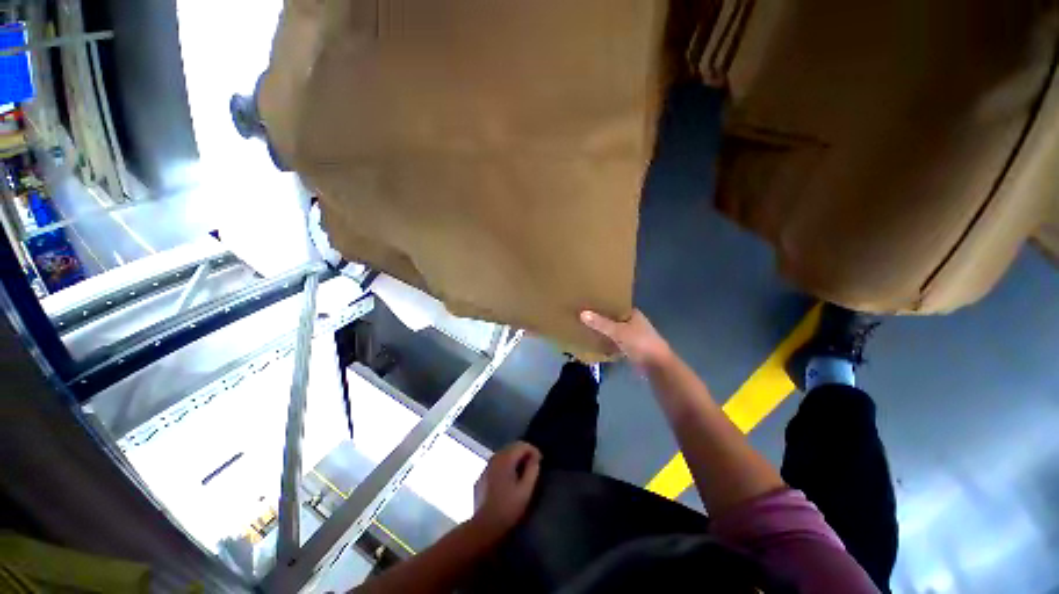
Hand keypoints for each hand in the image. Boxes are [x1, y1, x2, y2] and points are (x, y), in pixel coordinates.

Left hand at [470, 442, 541, 541]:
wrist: (487, 523)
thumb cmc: (510, 506)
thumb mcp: (526, 489)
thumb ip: (532, 470)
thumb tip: (535, 458)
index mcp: (503, 461)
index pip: (520, 445)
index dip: (533, 450)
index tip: (540, 462)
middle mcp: (491, 461)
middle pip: (509, 449)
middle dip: (523, 454)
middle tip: (534, 468)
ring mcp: (484, 470)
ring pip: (500, 458)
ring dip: (513, 461)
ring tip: (523, 475)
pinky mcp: (480, 480)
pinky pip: (494, 468)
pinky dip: (504, 469)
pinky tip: (509, 483)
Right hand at [580, 309, 673, 370]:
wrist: (656, 364)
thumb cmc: (640, 342)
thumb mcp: (619, 332)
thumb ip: (601, 324)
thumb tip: (582, 313)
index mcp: (633, 314)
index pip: (617, 305)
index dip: (604, 304)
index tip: (589, 303)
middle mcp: (634, 323)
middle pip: (615, 319)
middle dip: (602, 319)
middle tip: (583, 317)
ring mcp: (633, 337)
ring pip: (615, 333)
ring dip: (604, 333)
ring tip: (585, 330)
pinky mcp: (631, 350)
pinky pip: (616, 345)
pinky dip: (608, 345)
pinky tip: (595, 346)